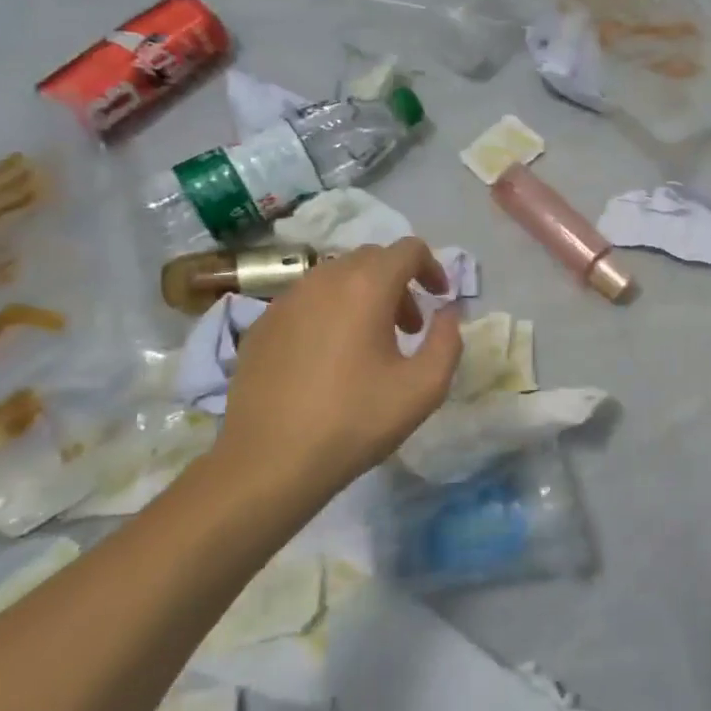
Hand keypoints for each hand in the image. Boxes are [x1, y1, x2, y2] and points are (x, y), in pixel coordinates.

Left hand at [203, 238, 462, 518]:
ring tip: (370, 345)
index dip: (432, 268)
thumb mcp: (424, 388)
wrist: (268, 461)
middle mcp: (323, 279)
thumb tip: (448, 313)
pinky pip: (306, 301)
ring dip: (364, 297)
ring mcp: (286, 300)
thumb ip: (448, 341)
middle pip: (372, 259)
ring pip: (336, 278)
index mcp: (365, 286)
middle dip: (399, 284)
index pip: (408, 249)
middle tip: (409, 328)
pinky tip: (329, 360)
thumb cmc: (354, 421)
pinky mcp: (261, 324)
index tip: (441, 299)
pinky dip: (330, 313)